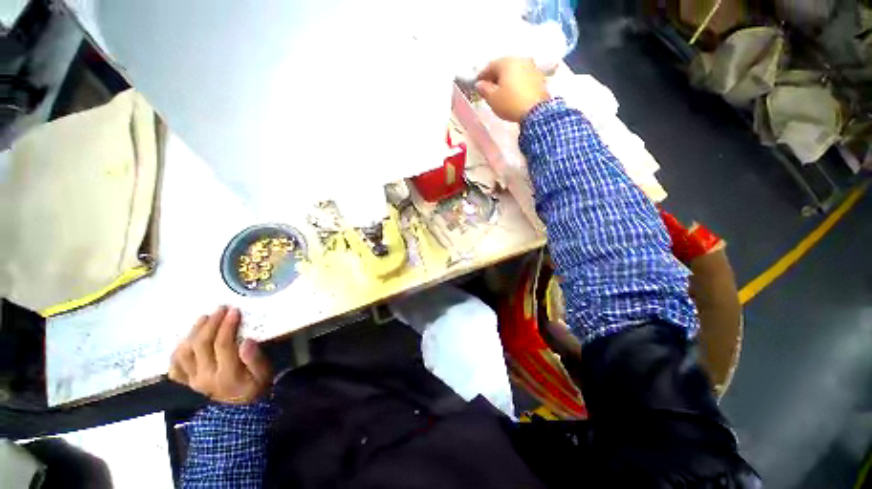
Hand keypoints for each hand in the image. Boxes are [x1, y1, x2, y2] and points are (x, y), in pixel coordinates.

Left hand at [169, 306, 271, 403]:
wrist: (243, 406)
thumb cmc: (257, 384)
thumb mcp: (264, 373)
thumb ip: (256, 358)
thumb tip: (247, 341)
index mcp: (227, 375)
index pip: (222, 345)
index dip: (227, 326)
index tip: (235, 311)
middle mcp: (205, 378)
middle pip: (201, 345)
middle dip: (210, 324)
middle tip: (220, 309)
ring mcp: (193, 380)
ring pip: (184, 352)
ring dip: (193, 332)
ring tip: (205, 318)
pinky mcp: (187, 381)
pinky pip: (174, 366)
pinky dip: (177, 351)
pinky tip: (188, 339)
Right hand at [475, 57, 549, 122]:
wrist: (536, 111)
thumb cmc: (510, 103)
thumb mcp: (492, 99)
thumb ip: (484, 90)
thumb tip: (480, 84)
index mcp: (506, 62)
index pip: (490, 66)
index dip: (482, 76)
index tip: (478, 85)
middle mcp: (520, 59)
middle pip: (504, 67)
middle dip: (496, 77)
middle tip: (489, 89)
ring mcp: (532, 67)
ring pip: (515, 71)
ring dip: (507, 80)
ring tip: (502, 92)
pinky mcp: (540, 78)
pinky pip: (524, 78)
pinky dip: (517, 83)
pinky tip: (514, 94)